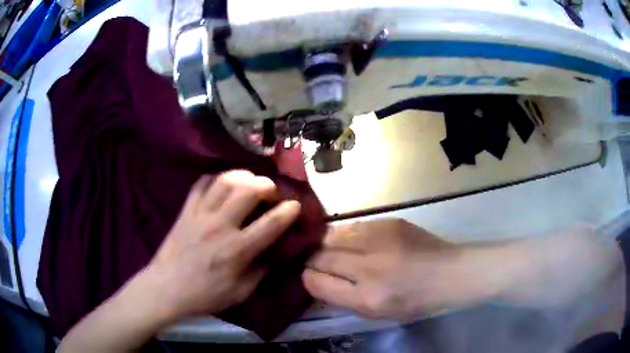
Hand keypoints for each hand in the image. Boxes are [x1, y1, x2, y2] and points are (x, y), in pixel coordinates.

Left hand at [143, 170, 300, 319]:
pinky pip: (201, 184)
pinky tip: (222, 184)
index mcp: (237, 250)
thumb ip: (261, 270)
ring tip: (249, 181)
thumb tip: (276, 252)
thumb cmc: (205, 295)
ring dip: (242, 176)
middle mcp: (220, 226)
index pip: (270, 223)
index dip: (288, 211)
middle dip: (266, 185)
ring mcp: (200, 214)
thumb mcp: (240, 292)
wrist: (167, 288)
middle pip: (248, 191)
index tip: (295, 205)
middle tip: (271, 190)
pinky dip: (214, 179)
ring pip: (225, 181)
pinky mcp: (186, 211)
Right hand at [302, 219, 499, 319]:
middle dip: (313, 259)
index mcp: (367, 298)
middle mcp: (369, 267)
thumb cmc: (414, 300)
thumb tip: (315, 277)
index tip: (309, 276)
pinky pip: (352, 226)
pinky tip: (354, 241)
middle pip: (320, 256)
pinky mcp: (388, 222)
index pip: (316, 281)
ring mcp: (379, 240)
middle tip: (318, 262)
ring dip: (326, 244)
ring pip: (331, 235)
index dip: (308, 278)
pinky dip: (346, 234)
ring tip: (333, 249)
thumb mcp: (375, 312)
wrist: (449, 273)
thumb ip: (341, 297)